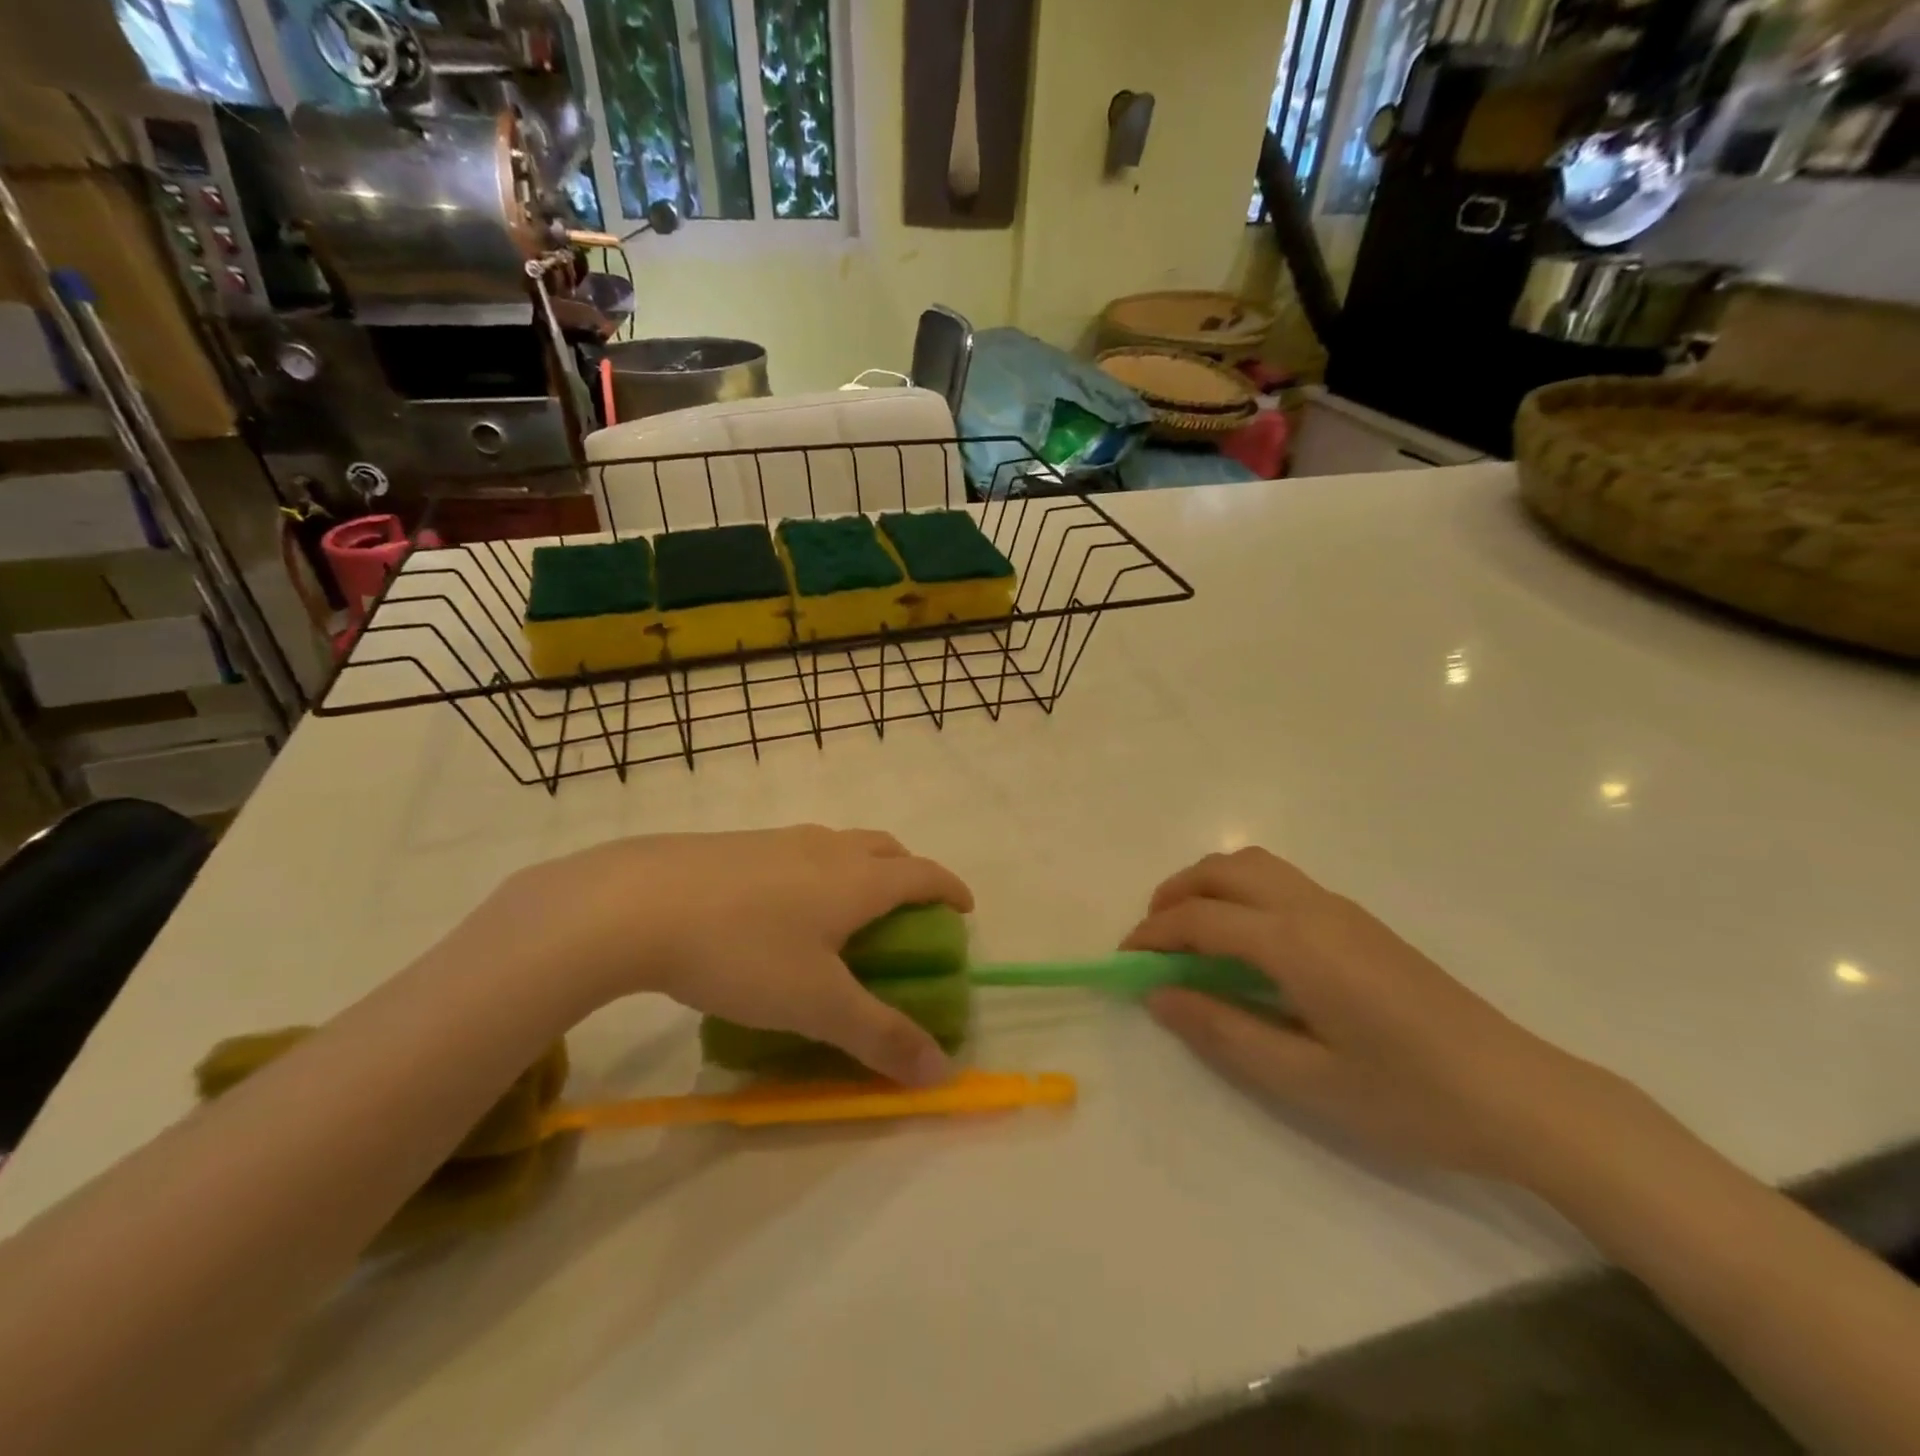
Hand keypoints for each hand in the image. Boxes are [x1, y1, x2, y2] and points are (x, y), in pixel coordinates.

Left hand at [478, 826, 972, 1085]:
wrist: (636, 903)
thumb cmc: (743, 951)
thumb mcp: (817, 1004)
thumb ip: (880, 1036)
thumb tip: (941, 1072)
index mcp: (857, 880)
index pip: (923, 874)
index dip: (949, 889)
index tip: (964, 908)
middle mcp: (826, 849)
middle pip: (885, 848)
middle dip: (908, 872)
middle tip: (909, 908)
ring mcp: (778, 840)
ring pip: (839, 844)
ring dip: (860, 867)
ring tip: (846, 908)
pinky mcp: (736, 845)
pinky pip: (796, 851)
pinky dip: (815, 870)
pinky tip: (779, 907)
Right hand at [1126, 847, 1623, 1181]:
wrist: (1519, 1093)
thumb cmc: (1408, 1097)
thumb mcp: (1305, 1080)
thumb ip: (1224, 1031)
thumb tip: (1158, 995)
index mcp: (1295, 943)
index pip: (1201, 919)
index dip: (1153, 935)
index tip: (1125, 961)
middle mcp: (1312, 908)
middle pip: (1223, 870)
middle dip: (1174, 894)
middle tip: (1152, 941)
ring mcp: (1339, 908)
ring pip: (1253, 866)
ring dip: (1208, 886)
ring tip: (1189, 934)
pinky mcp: (1357, 920)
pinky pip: (1279, 881)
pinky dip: (1240, 891)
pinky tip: (1244, 942)